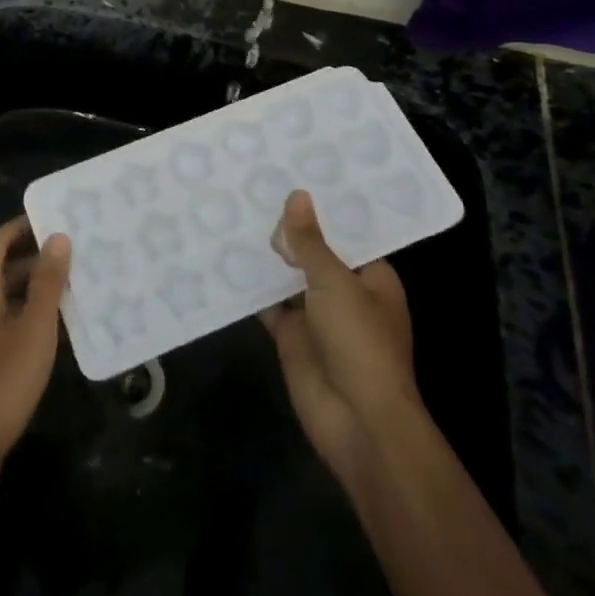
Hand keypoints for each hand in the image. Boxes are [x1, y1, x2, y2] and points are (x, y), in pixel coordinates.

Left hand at [0, 216, 70, 500]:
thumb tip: (57, 237)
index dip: (24, 226)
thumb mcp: (35, 329)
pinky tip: (49, 325)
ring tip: (69, 283)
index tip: (57, 218)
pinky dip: (20, 312)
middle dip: (32, 255)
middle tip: (72, 250)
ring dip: (29, 286)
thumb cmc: (1, 383)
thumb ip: (47, 282)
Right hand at [263, 190, 422, 494]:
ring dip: (266, 256)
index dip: (320, 208)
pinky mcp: (291, 336)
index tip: (292, 173)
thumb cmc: (360, 343)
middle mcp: (344, 291)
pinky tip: (223, 258)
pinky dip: (249, 288)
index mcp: (371, 276)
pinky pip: (268, 304)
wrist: (357, 421)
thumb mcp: (336, 283)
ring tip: (233, 211)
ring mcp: (316, 315)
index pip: (345, 232)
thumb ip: (311, 243)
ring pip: (287, 277)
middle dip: (288, 229)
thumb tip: (297, 196)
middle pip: (313, 252)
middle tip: (252, 185)